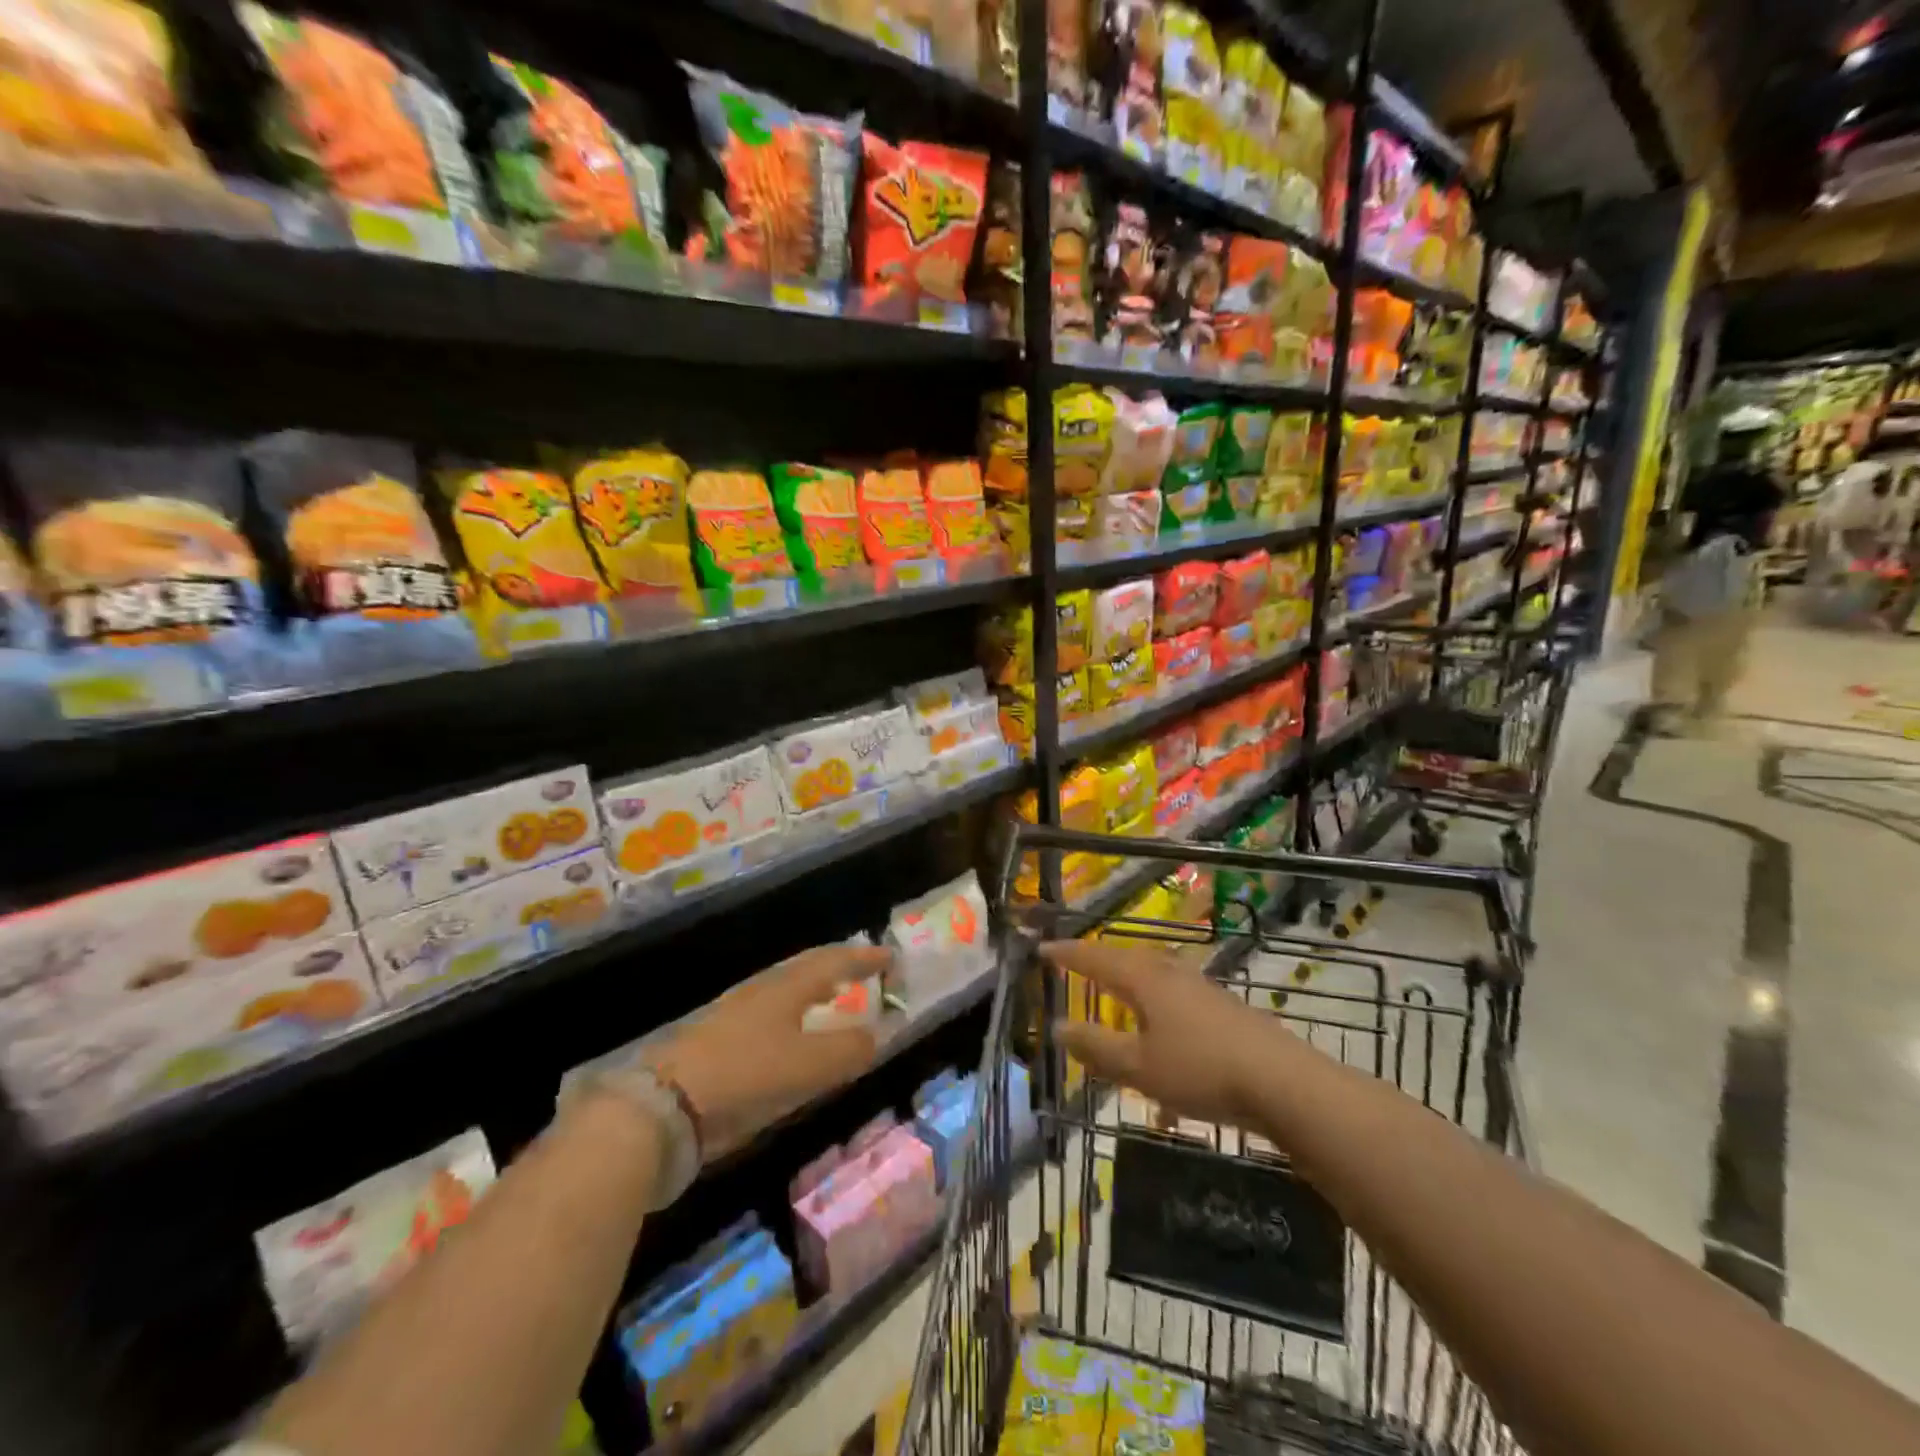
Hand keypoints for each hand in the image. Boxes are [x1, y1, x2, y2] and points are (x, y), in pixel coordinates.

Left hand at [647, 944, 887, 1159]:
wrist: (664, 1106)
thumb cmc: (746, 1076)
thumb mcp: (808, 1067)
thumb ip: (848, 1050)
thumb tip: (877, 1034)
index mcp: (787, 987)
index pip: (833, 962)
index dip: (863, 959)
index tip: (889, 957)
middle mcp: (762, 991)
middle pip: (806, 969)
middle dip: (837, 968)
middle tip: (862, 971)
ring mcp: (736, 1014)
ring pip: (786, 991)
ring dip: (815, 990)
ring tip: (833, 997)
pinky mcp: (719, 1042)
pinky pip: (771, 1015)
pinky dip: (794, 1015)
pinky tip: (792, 1038)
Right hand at [1044, 939, 1271, 1129]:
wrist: (1281, 1081)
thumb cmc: (1200, 1069)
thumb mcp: (1138, 1067)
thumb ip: (1096, 1047)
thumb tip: (1057, 1026)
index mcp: (1144, 980)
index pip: (1096, 959)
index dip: (1067, 954)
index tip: (1042, 948)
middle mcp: (1170, 973)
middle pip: (1127, 959)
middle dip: (1099, 962)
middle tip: (1076, 964)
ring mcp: (1201, 988)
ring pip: (1154, 975)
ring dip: (1130, 981)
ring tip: (1116, 992)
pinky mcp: (1223, 1007)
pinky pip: (1175, 995)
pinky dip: (1156, 1004)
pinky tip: (1162, 1032)